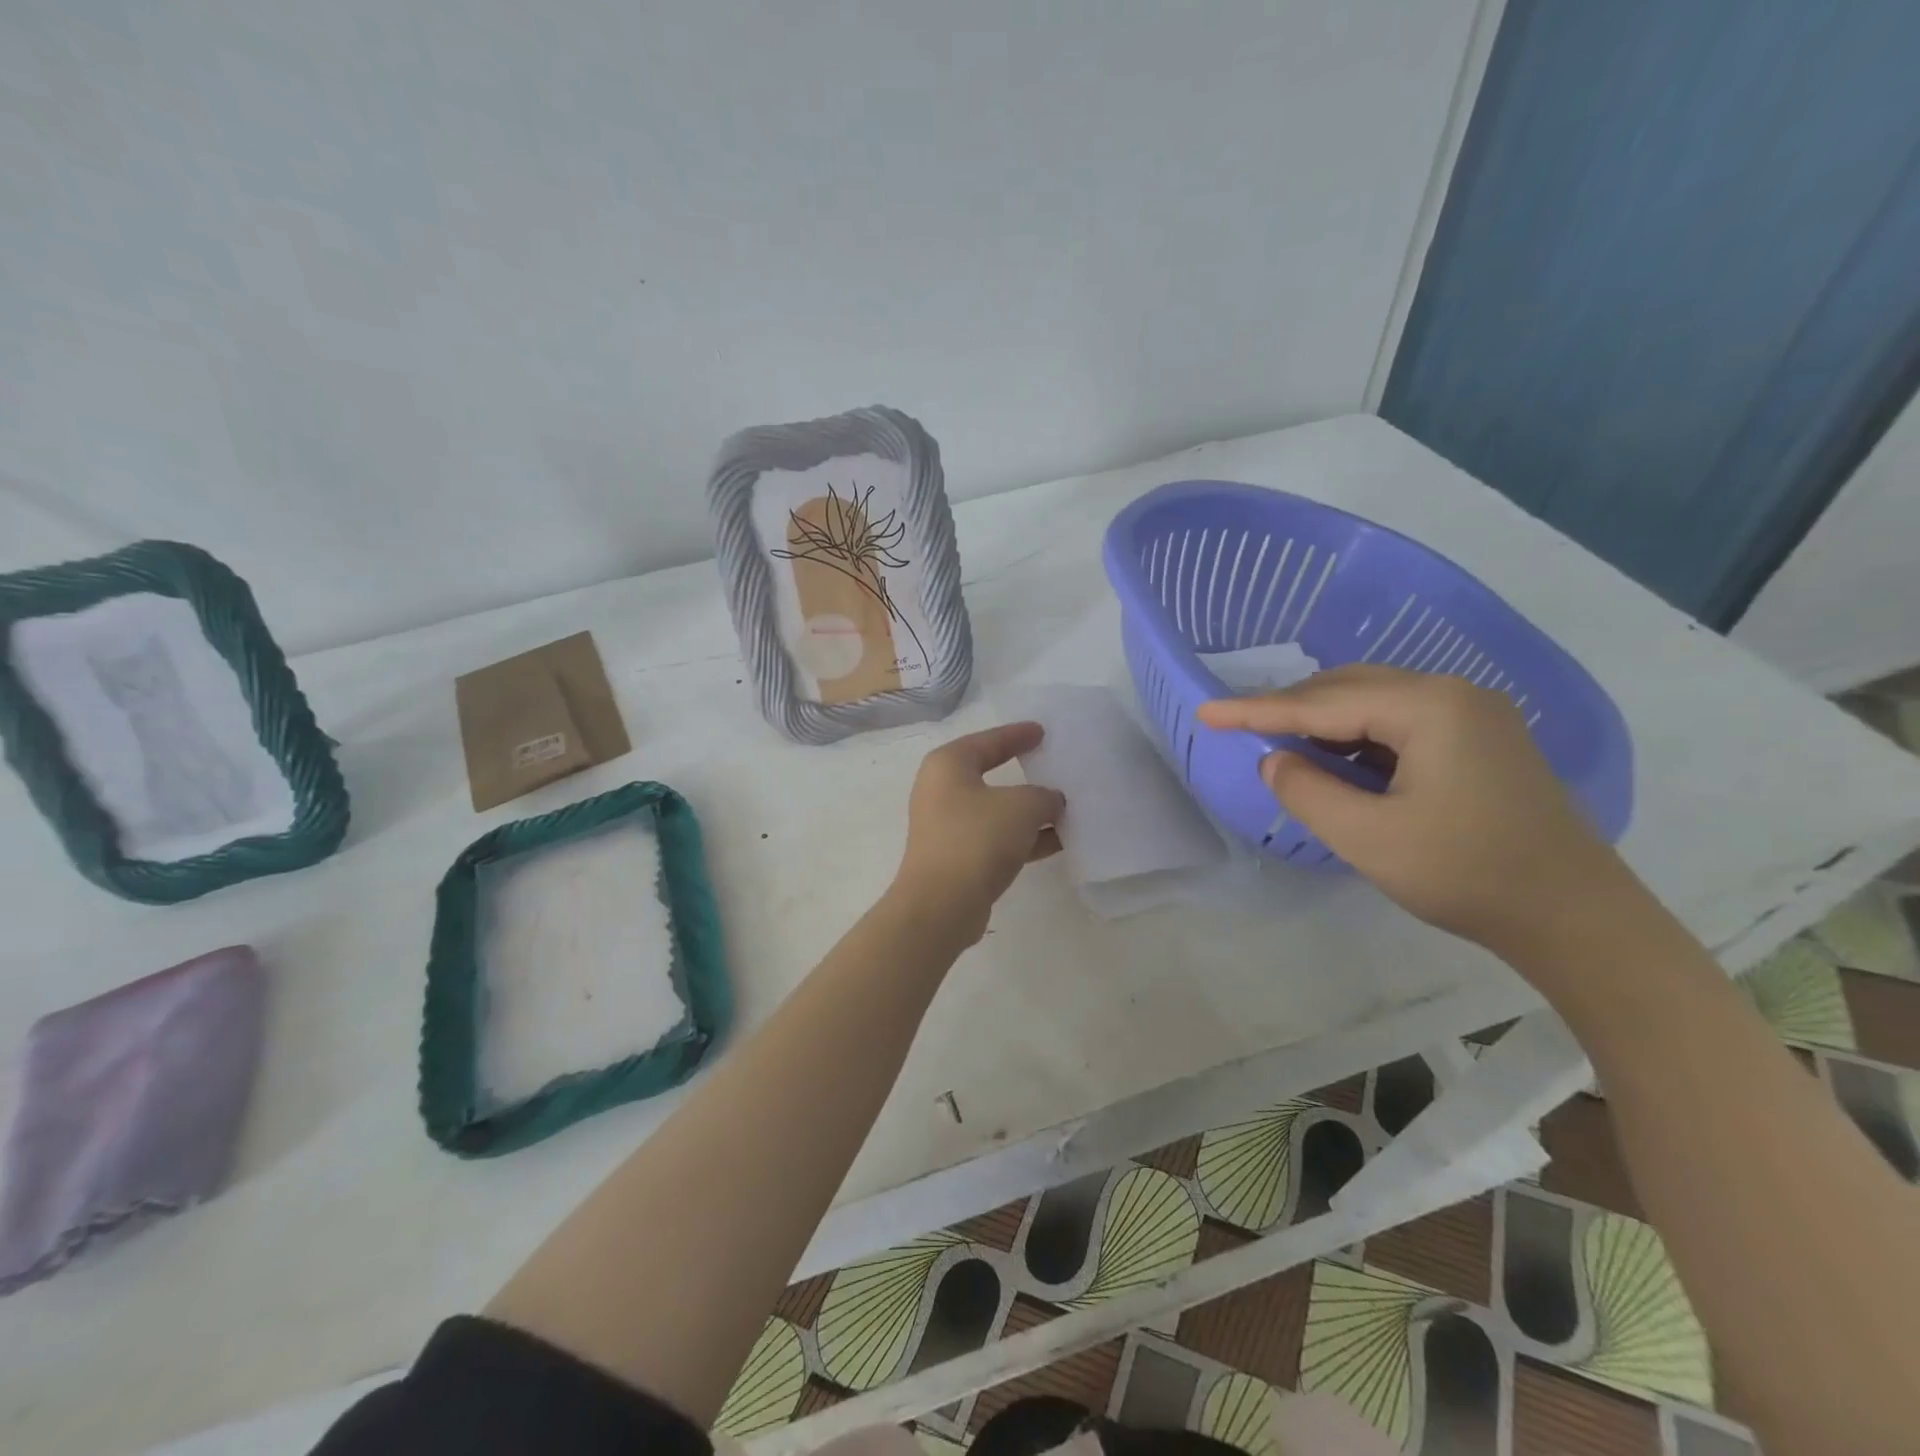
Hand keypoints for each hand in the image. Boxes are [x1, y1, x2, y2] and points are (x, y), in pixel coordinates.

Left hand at [892, 722, 1065, 943]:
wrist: (941, 904)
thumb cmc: (977, 838)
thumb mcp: (1022, 806)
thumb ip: (1043, 796)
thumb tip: (1050, 801)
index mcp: (948, 765)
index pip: (987, 741)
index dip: (1016, 734)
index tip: (1041, 731)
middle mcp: (941, 791)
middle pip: (990, 774)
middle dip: (1024, 773)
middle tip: (1053, 763)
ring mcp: (946, 827)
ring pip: (996, 811)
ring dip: (1029, 812)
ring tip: (1067, 809)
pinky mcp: (956, 858)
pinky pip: (996, 839)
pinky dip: (1023, 838)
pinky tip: (1058, 842)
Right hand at [1197, 665, 1635, 953]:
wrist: (1576, 918)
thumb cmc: (1467, 874)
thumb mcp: (1367, 837)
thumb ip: (1306, 791)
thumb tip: (1273, 759)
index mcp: (1428, 707)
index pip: (1321, 703)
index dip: (1256, 710)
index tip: (1205, 714)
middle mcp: (1453, 694)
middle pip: (1349, 688)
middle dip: (1290, 709)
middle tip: (1239, 728)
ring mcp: (1474, 714)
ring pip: (1375, 702)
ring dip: (1324, 722)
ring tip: (1282, 746)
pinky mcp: (1482, 740)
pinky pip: (1401, 722)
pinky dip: (1358, 737)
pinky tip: (1339, 760)